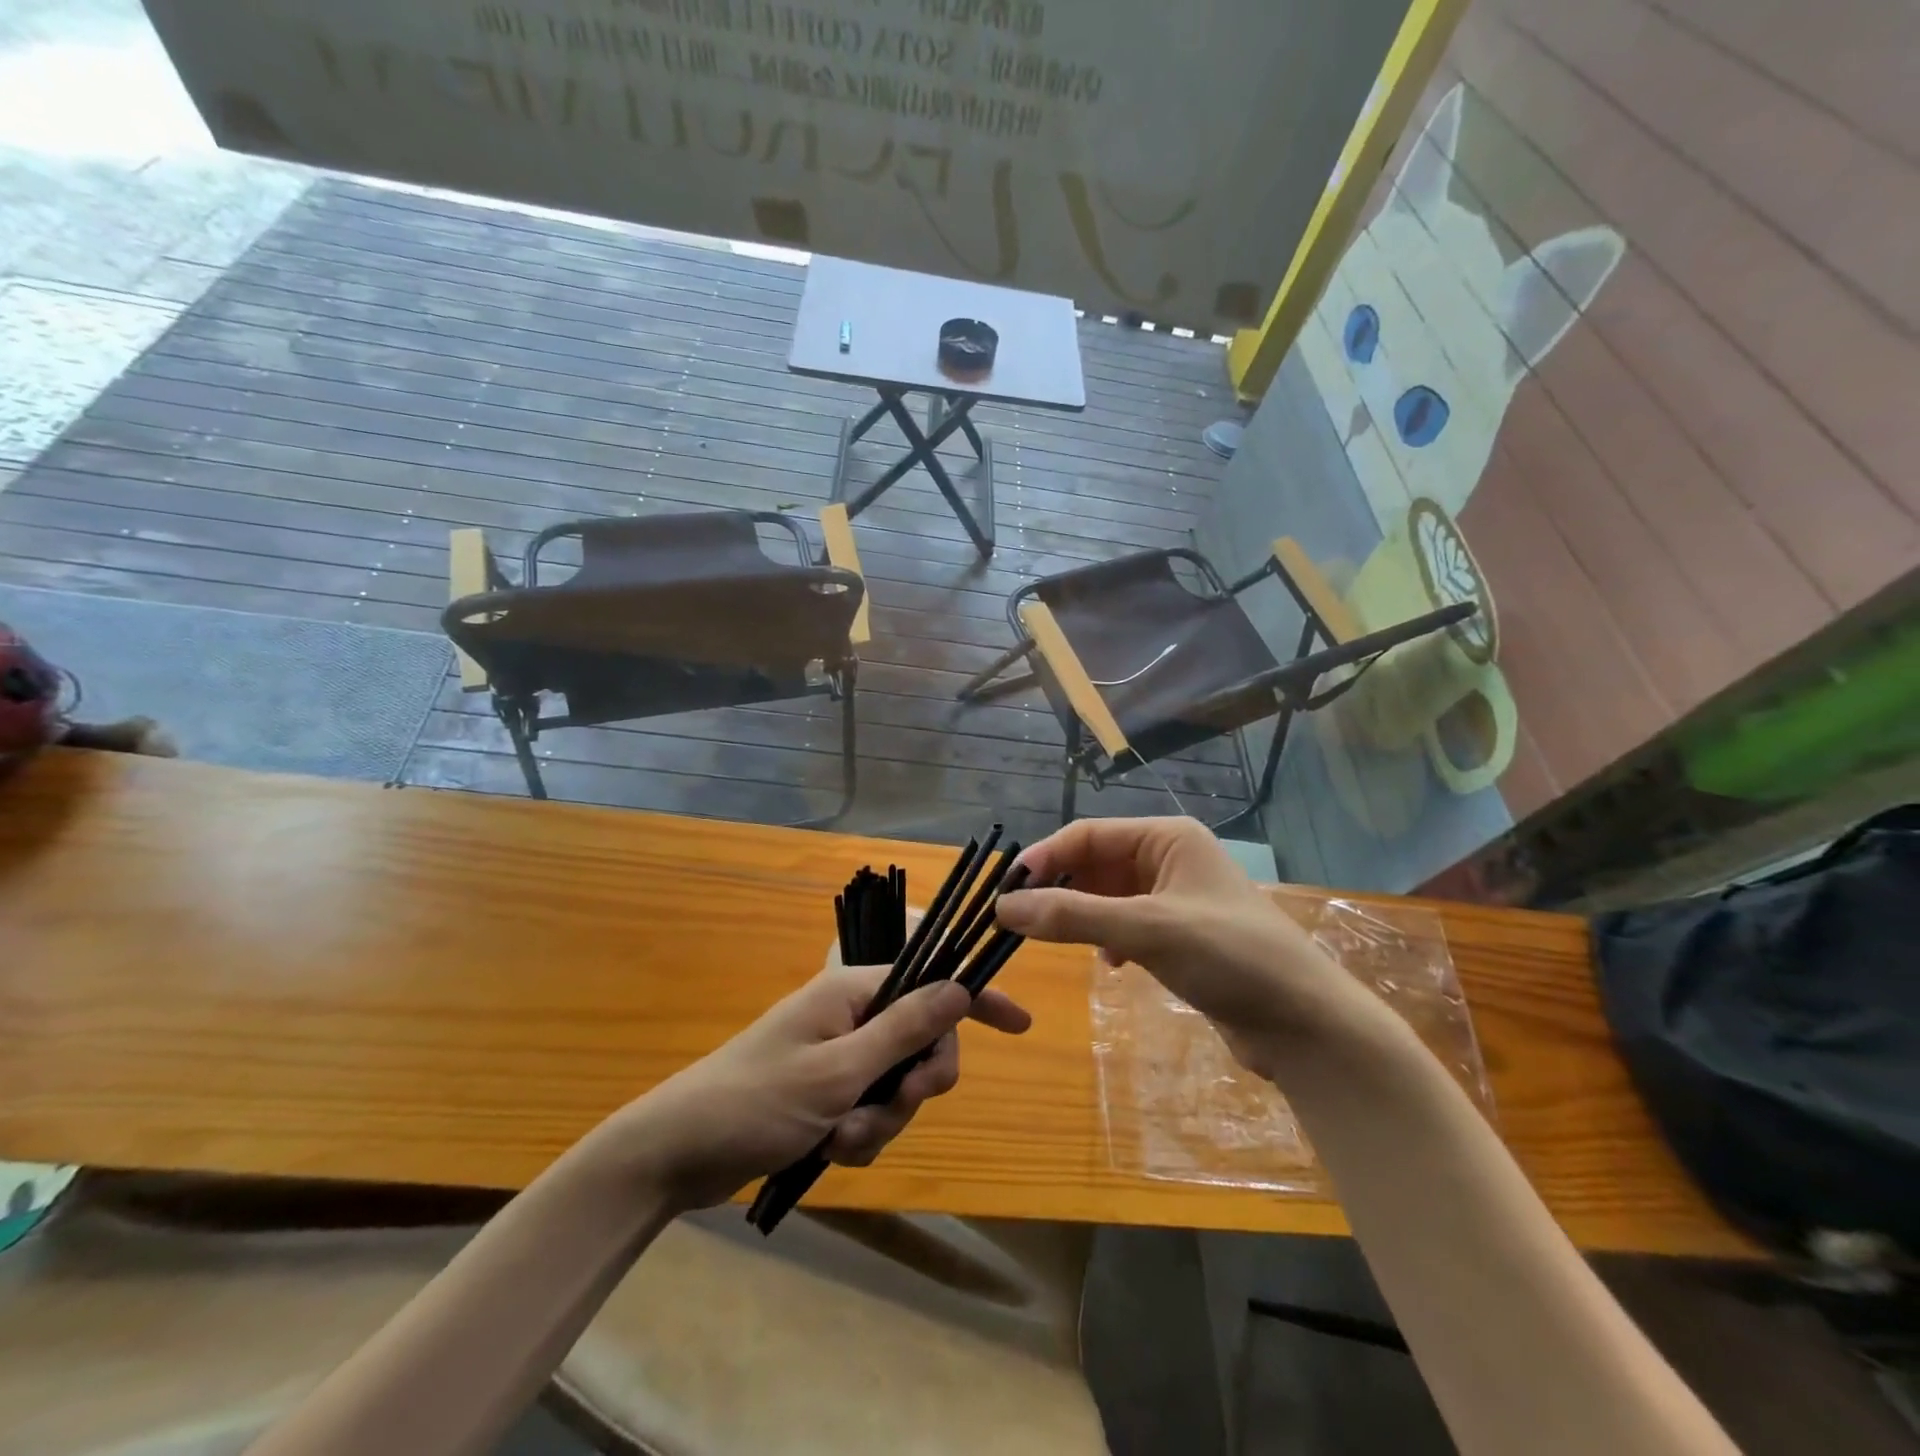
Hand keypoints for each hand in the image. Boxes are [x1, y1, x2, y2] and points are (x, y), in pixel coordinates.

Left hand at [611, 958, 1030, 1212]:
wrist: (678, 1154)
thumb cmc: (756, 1100)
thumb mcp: (838, 1070)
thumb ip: (903, 1028)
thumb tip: (959, 987)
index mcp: (854, 992)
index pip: (931, 982)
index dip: (975, 1000)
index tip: (1020, 1025)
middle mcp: (852, 1017)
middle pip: (921, 1041)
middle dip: (916, 1083)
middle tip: (895, 1107)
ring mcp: (839, 1057)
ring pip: (898, 1084)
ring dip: (882, 1119)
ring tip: (840, 1139)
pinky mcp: (827, 1095)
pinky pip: (872, 1111)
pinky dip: (861, 1134)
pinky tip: (830, 1151)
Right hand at [996, 818, 1375, 1068]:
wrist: (1305, 1024)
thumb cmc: (1230, 957)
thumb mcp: (1147, 930)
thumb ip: (1073, 916)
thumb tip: (1004, 908)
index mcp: (1166, 837)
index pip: (1087, 835)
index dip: (1045, 859)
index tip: (1006, 891)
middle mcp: (1169, 858)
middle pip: (1096, 863)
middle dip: (1060, 889)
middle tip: (1021, 921)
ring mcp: (1176, 897)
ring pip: (1108, 896)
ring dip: (1082, 915)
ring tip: (1056, 941)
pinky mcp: (1180, 934)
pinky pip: (1126, 923)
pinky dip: (1108, 938)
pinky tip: (1110, 964)